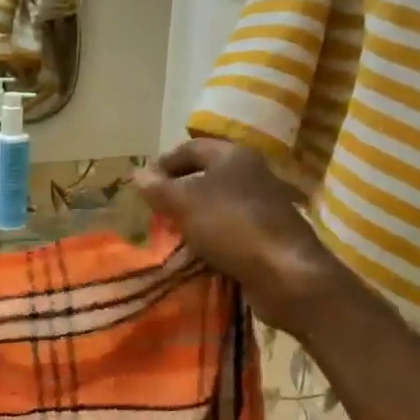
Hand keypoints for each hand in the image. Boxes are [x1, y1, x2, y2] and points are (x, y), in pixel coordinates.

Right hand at [135, 140, 344, 333]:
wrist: (283, 271)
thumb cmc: (230, 226)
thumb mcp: (185, 203)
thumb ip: (158, 188)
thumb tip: (136, 174)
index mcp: (234, 156)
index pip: (191, 148)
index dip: (164, 162)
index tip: (142, 183)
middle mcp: (252, 173)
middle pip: (206, 174)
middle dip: (177, 190)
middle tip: (154, 207)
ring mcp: (261, 204)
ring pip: (217, 202)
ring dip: (192, 214)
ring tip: (170, 230)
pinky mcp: (265, 232)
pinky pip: (228, 226)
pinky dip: (209, 234)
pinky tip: (195, 249)